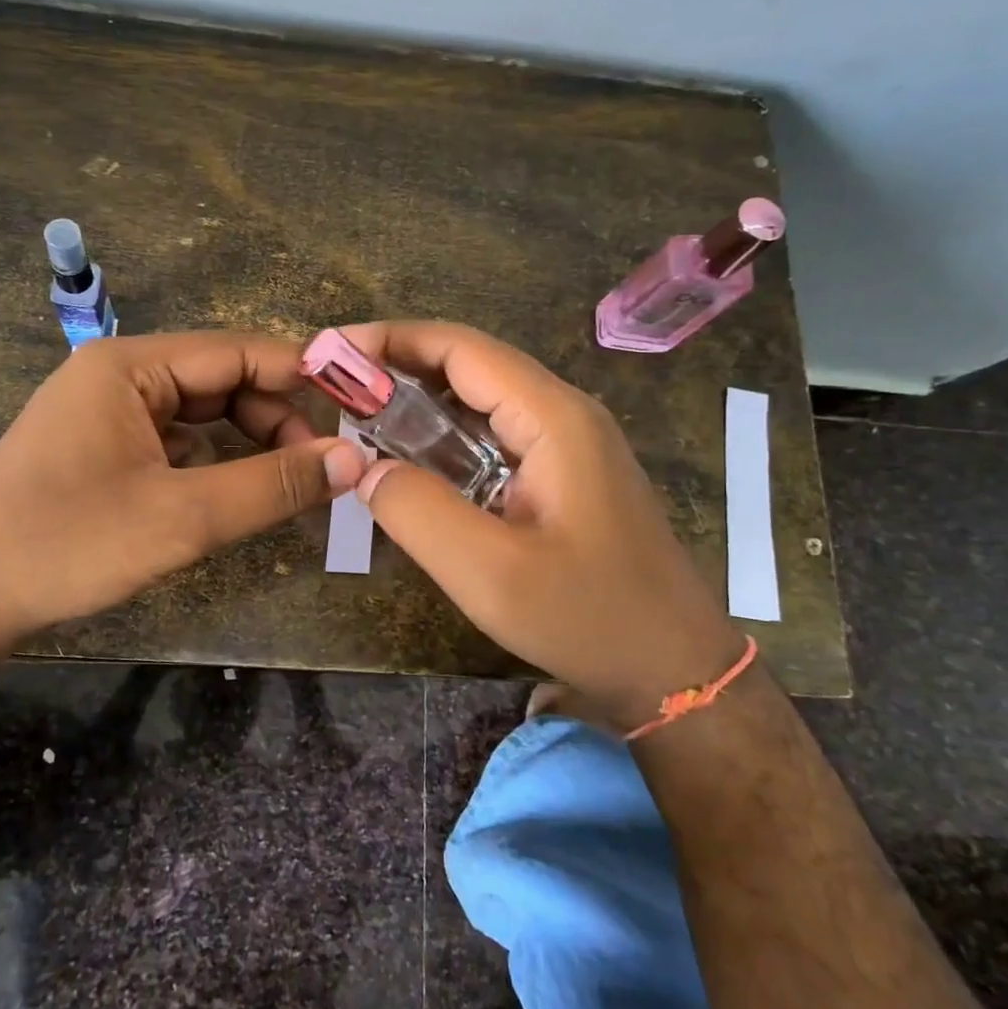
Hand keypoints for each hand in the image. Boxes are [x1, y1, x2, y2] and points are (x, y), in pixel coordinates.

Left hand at [0, 331, 366, 646]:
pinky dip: (214, 462)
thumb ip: (272, 486)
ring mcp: (108, 412)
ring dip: (249, 442)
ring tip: (291, 484)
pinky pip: (176, 441)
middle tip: (323, 469)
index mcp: (131, 365)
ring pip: (202, 413)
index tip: (357, 411)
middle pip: (222, 380)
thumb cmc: (67, 544)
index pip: (239, 350)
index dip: (303, 376)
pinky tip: (235, 493)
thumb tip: (351, 460)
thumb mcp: (182, 517)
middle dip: (276, 419)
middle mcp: (119, 374)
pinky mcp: (103, 449)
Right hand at [344, 322, 745, 723]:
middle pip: (472, 366)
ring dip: (421, 402)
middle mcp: (564, 414)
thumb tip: (366, 468)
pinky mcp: (566, 474)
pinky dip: (446, 436)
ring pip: (483, 401)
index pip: (462, 349)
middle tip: (333, 387)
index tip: (332, 350)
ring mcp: (569, 444)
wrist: (674, 668)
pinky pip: (495, 436)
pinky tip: (412, 461)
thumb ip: (418, 512)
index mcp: (553, 417)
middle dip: (400, 367)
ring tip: (358, 417)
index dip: (392, 340)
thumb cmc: (588, 618)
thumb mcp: (489, 573)